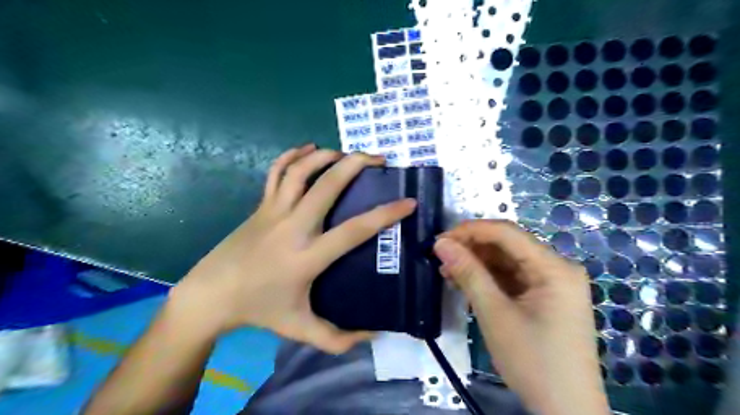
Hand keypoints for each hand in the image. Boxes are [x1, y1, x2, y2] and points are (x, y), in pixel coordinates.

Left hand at [169, 146, 417, 352]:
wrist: (211, 295)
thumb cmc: (259, 310)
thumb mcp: (300, 329)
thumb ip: (339, 339)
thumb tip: (375, 336)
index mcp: (308, 256)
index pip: (354, 230)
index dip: (385, 214)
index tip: (408, 202)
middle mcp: (294, 226)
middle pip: (328, 185)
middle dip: (356, 164)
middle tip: (378, 159)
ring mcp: (274, 211)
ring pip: (301, 170)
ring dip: (327, 156)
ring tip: (347, 154)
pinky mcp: (261, 205)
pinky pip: (276, 172)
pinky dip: (292, 155)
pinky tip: (308, 148)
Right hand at [435, 221, 606, 414]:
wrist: (566, 411)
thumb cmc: (532, 361)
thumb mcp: (495, 314)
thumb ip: (468, 273)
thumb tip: (441, 243)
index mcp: (555, 267)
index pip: (507, 233)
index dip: (470, 231)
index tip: (440, 240)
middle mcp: (557, 268)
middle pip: (508, 246)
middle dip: (472, 249)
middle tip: (440, 258)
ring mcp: (553, 284)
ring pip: (507, 261)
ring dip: (477, 264)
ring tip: (447, 272)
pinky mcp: (545, 298)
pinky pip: (512, 278)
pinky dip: (488, 279)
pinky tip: (465, 283)